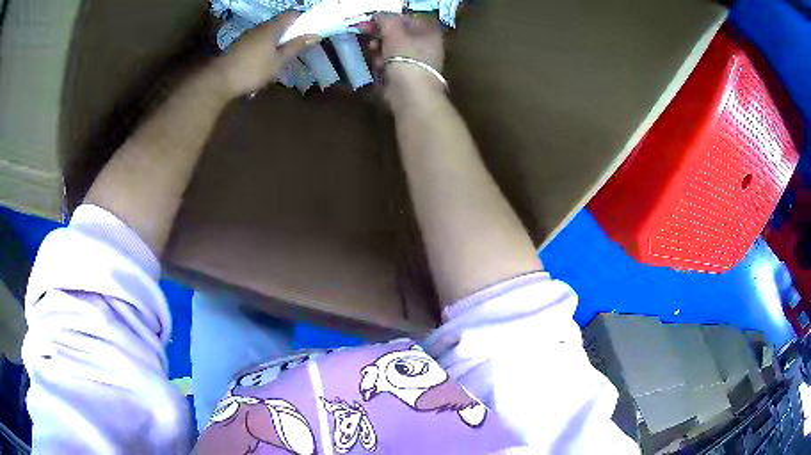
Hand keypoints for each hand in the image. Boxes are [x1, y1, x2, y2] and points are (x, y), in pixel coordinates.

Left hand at [212, 12, 318, 97]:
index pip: (292, 14)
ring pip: (269, 33)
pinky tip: (266, 62)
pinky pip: (259, 41)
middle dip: (291, 32)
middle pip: (280, 23)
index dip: (303, 20)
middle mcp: (261, 27)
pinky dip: (266, 47)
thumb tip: (315, 35)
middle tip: (298, 47)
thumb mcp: (279, 61)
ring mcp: (249, 36)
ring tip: (282, 57)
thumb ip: (296, 46)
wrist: (220, 80)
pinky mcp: (241, 45)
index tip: (310, 31)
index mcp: (272, 27)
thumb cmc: (253, 70)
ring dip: (278, 41)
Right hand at [367, 14, 445, 105]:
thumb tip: (377, 15)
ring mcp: (417, 61)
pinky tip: (379, 66)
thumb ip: (384, 19)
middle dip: (381, 34)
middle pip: (399, 34)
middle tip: (367, 33)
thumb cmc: (405, 55)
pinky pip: (392, 63)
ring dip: (380, 48)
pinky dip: (383, 63)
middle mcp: (427, 45)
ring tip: (374, 51)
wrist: (410, 91)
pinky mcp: (407, 76)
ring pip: (393, 49)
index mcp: (429, 32)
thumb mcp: (393, 30)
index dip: (389, 18)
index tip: (372, 20)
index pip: (407, 18)